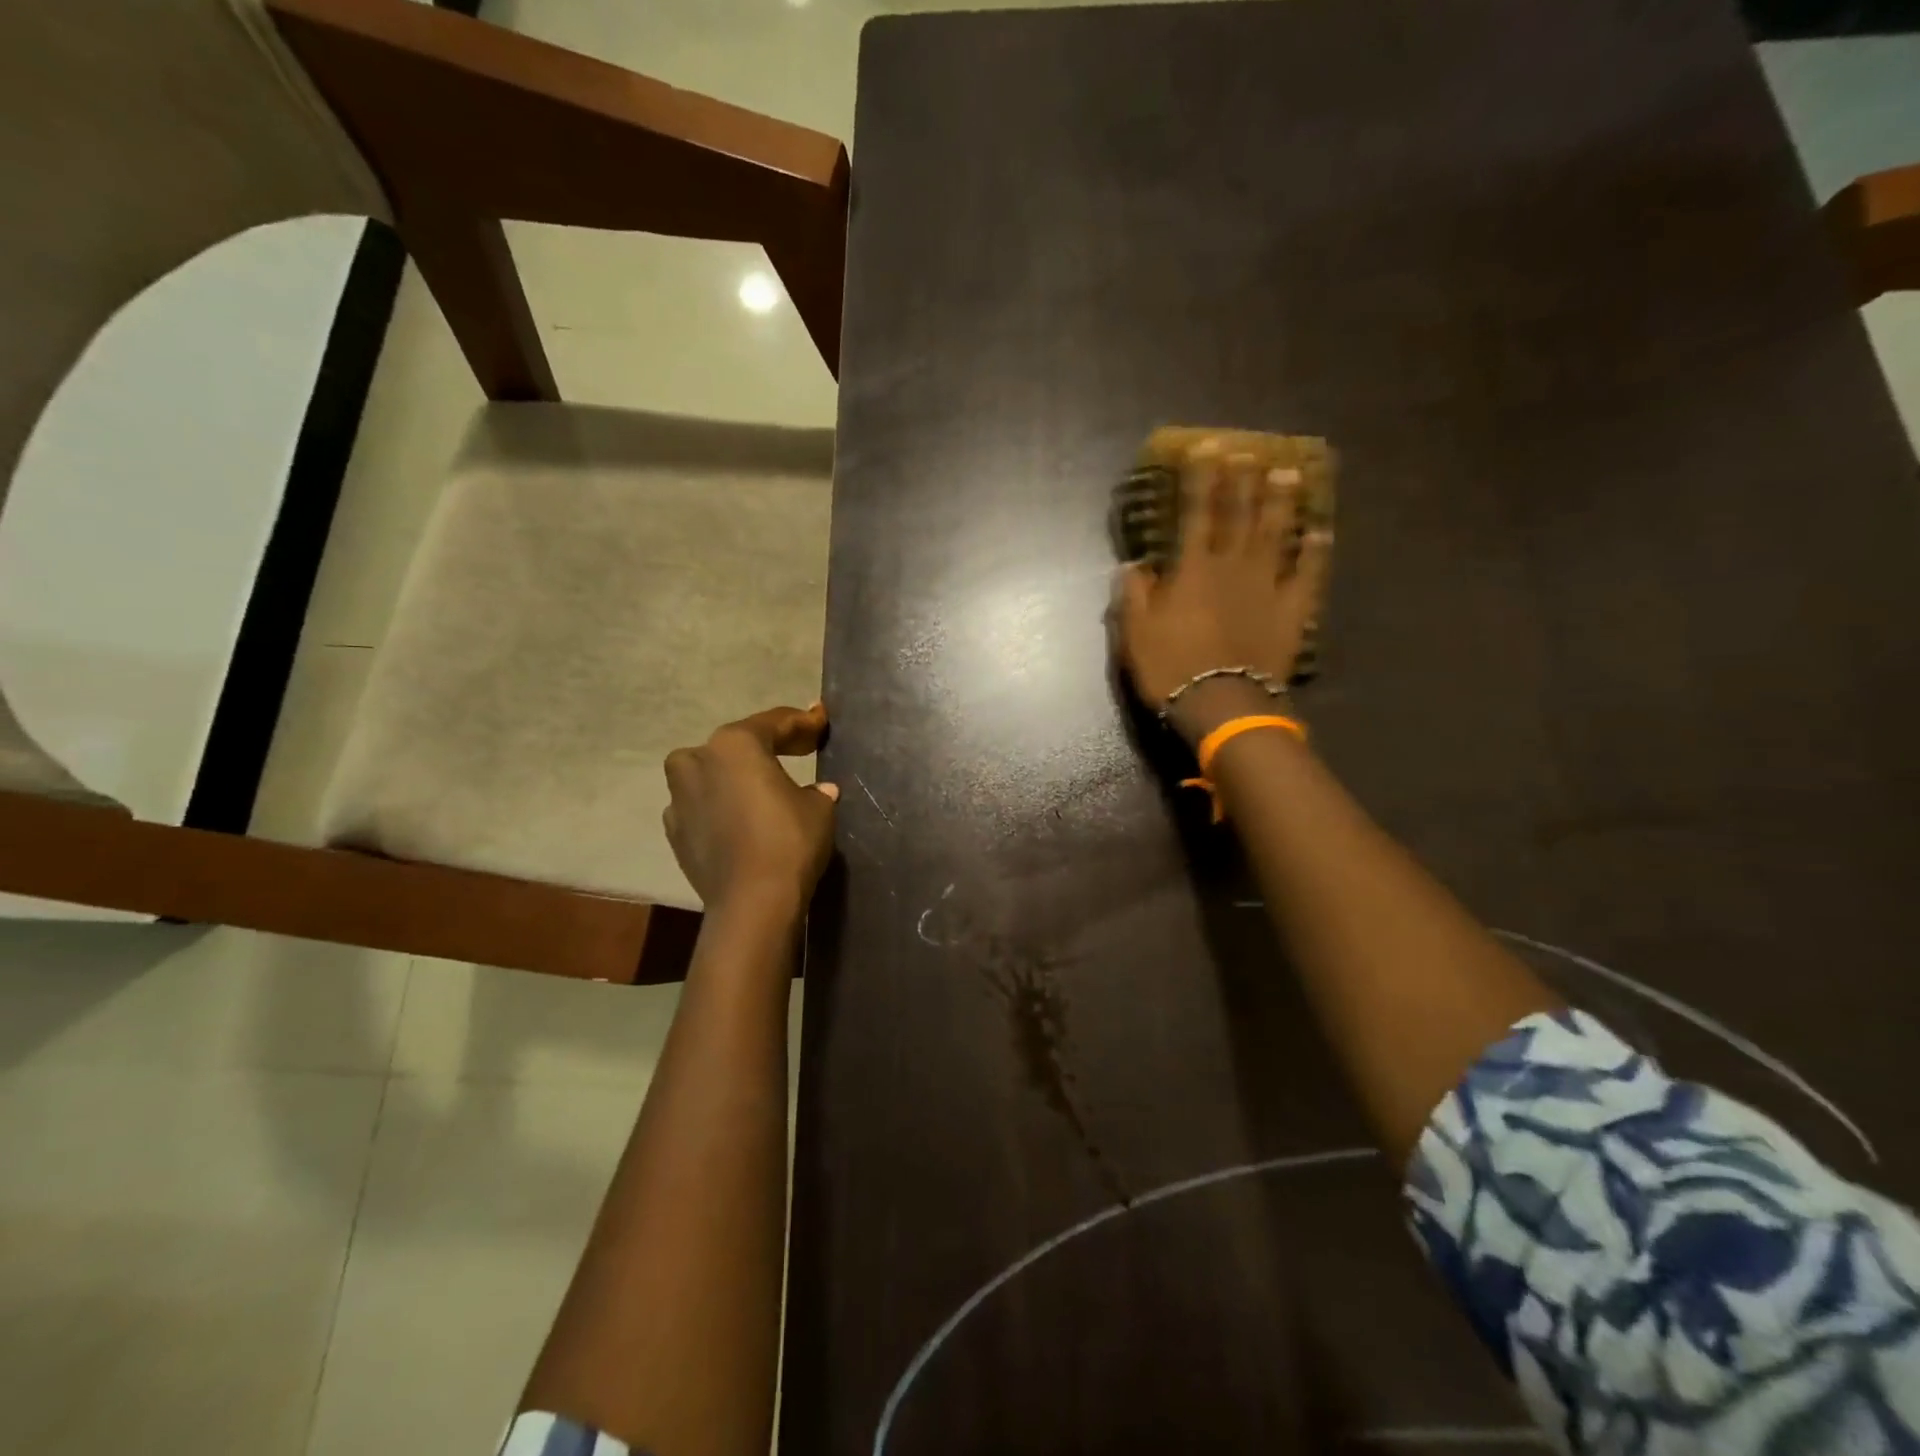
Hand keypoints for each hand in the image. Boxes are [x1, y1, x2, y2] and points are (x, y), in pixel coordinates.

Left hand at [663, 703, 839, 913]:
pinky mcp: (675, 831)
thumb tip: (818, 790)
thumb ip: (816, 790)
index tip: (820, 720)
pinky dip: (720, 805)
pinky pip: (701, 805)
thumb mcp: (818, 807)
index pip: (774, 723)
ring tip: (762, 784)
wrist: (752, 901)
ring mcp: (679, 797)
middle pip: (738, 744)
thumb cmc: (789, 840)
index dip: (803, 722)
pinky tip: (741, 817)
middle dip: (769, 744)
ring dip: (735, 774)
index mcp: (735, 745)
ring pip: (710, 772)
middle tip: (801, 747)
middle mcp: (698, 761)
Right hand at [1115, 439, 1330, 742]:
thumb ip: (1134, 595)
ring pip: (1275, 535)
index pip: (1195, 514)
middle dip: (1242, 481)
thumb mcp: (1135, 634)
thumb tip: (1132, 565)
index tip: (1207, 449)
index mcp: (1192, 570)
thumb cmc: (1171, 668)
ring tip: (1288, 474)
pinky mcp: (1292, 610)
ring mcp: (1267, 586)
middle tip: (1249, 452)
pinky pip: (1308, 575)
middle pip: (1239, 516)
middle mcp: (1232, 567)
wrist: (1222, 704)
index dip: (1200, 479)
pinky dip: (1315, 552)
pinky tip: (1321, 531)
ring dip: (1280, 503)